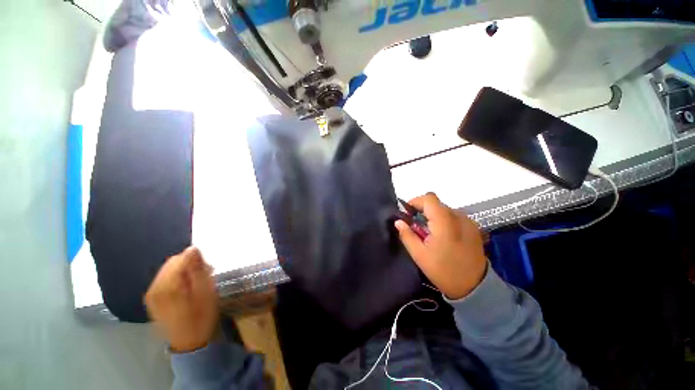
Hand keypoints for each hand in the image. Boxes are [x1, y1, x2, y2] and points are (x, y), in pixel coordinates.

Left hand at [145, 247, 218, 352]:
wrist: (188, 342)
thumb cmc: (201, 317)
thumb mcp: (206, 292)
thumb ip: (198, 270)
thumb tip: (193, 249)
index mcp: (168, 287)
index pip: (180, 259)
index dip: (196, 258)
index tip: (208, 267)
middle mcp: (155, 288)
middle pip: (172, 262)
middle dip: (189, 263)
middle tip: (205, 273)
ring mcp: (151, 294)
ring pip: (168, 269)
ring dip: (183, 270)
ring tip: (196, 281)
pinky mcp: (152, 298)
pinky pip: (164, 278)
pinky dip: (177, 277)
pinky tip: (186, 287)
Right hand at [395, 193, 486, 299]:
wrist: (475, 287)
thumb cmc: (443, 271)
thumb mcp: (419, 255)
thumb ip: (407, 235)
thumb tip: (398, 221)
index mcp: (444, 223)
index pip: (429, 198)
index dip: (416, 202)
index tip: (408, 213)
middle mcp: (458, 217)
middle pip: (436, 203)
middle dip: (423, 210)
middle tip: (416, 226)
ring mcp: (468, 221)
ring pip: (444, 209)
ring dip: (433, 215)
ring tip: (430, 233)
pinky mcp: (473, 227)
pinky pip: (454, 216)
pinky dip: (444, 220)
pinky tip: (443, 236)